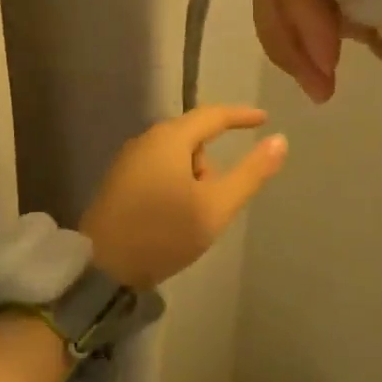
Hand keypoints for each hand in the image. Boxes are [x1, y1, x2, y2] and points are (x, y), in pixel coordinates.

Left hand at [78, 107, 287, 288]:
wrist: (102, 267)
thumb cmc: (163, 233)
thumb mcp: (215, 207)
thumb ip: (250, 173)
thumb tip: (280, 140)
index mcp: (170, 139)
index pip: (213, 115)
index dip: (241, 116)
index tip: (264, 119)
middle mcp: (146, 140)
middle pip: (193, 138)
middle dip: (211, 164)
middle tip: (217, 202)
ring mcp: (129, 160)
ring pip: (176, 157)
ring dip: (193, 178)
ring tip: (192, 217)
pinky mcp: (119, 180)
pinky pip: (159, 170)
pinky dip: (175, 185)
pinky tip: (172, 217)